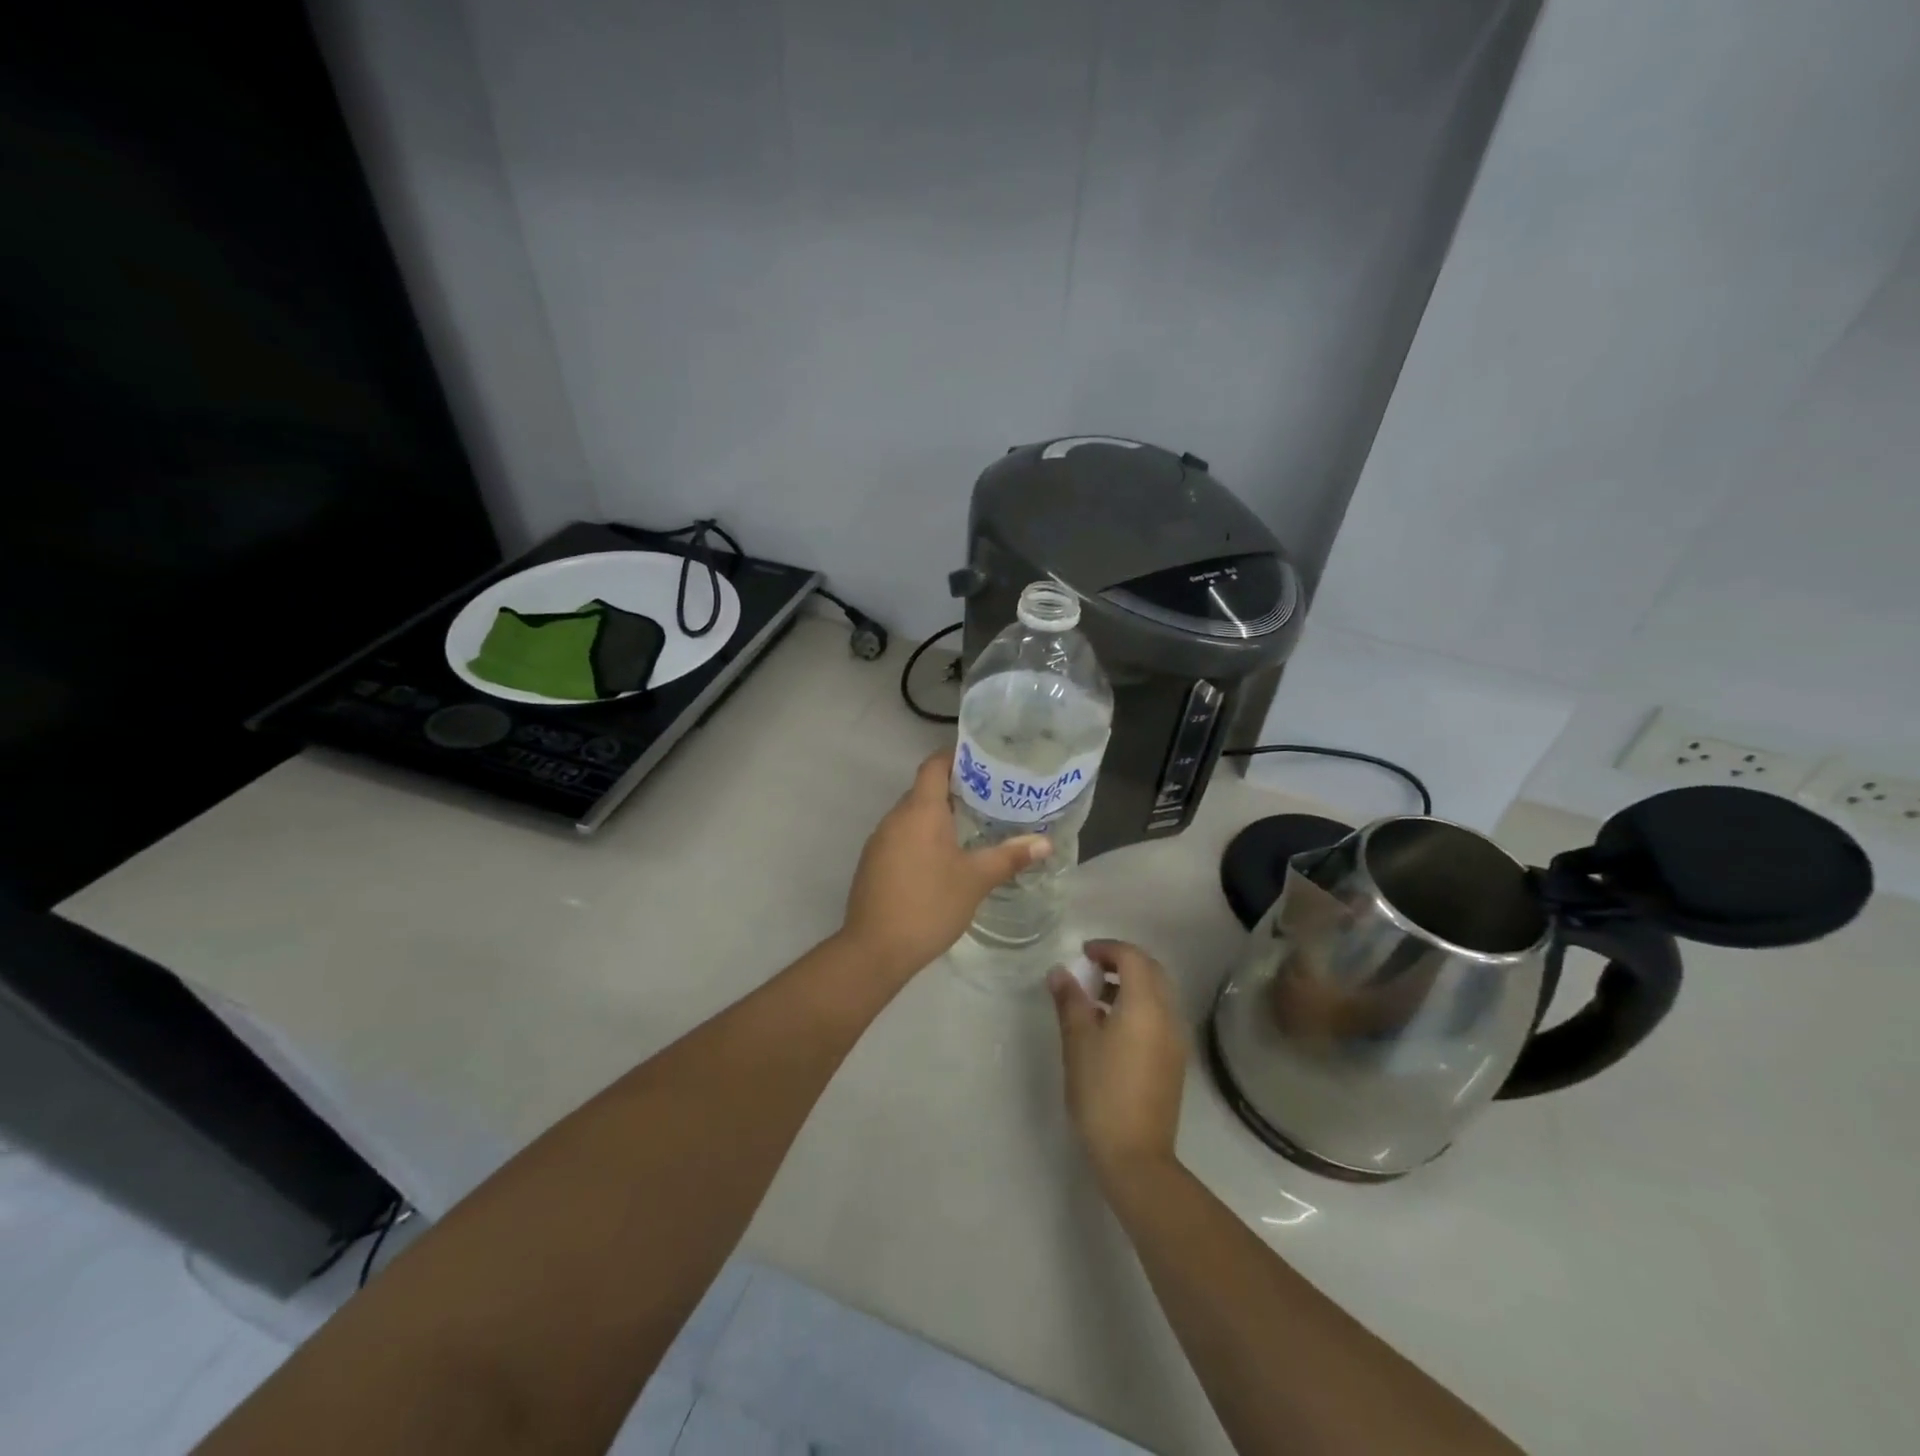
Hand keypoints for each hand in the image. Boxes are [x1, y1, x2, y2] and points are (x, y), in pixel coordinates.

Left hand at [838, 752, 1050, 980]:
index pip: (934, 765)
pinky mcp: (873, 863)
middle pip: (924, 789)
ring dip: (938, 816)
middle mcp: (895, 817)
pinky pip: (902, 836)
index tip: (983, 761)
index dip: (956, 757)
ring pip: (912, 815)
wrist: (875, 949)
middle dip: (955, 789)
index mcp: (920, 811)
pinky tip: (944, 858)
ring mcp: (880, 841)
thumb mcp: (975, 880)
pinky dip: (923, 837)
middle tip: (990, 796)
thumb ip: (1009, 856)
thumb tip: (1045, 842)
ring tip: (973, 825)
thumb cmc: (929, 905)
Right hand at [1048, 940, 1187, 1185]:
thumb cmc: (1101, 1092)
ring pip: (1158, 993)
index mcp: (1146, 1005)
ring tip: (1095, 997)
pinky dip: (1139, 1005)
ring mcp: (1176, 1039)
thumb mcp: (1078, 1042)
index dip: (1107, 948)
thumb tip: (1060, 972)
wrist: (1135, 1156)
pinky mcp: (1175, 1060)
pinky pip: (1160, 1016)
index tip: (1082, 954)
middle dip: (1122, 962)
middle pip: (1151, 971)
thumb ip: (1070, 1001)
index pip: (1132, 957)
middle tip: (1091, 968)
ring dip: (1131, 984)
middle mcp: (1168, 1015)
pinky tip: (1112, 1026)